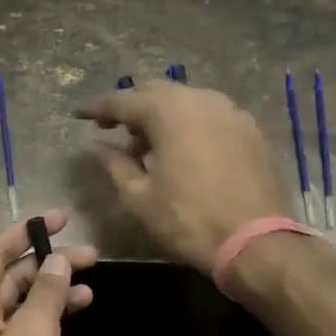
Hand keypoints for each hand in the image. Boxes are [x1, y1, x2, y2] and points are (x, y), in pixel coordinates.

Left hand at [0, 209, 95, 335]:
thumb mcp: (34, 335)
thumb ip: (45, 292)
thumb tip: (55, 259)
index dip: (25, 232)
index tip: (60, 218)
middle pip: (10, 278)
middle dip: (46, 262)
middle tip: (90, 253)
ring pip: (22, 305)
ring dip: (53, 290)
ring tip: (91, 281)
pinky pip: (28, 331)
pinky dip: (51, 318)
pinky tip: (77, 313)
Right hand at [74, 82, 291, 269]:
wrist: (256, 242)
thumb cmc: (189, 220)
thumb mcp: (139, 198)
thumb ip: (116, 166)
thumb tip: (101, 148)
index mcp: (170, 112)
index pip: (123, 101)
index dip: (98, 108)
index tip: (79, 114)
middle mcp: (202, 100)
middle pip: (158, 94)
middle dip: (132, 109)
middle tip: (113, 129)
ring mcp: (232, 113)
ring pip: (187, 103)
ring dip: (163, 118)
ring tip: (149, 147)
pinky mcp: (251, 131)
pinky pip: (211, 117)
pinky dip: (190, 126)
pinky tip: (183, 153)